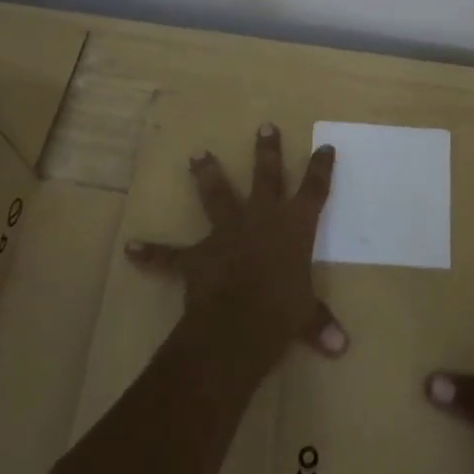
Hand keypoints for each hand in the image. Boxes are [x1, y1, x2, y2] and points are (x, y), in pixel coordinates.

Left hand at [125, 124, 347, 374]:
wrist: (237, 324)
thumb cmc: (283, 312)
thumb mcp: (307, 316)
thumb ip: (320, 324)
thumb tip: (341, 347)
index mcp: (295, 226)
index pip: (314, 190)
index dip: (320, 168)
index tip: (324, 147)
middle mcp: (262, 218)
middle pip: (267, 176)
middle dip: (267, 151)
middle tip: (264, 126)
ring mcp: (227, 232)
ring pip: (217, 196)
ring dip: (207, 175)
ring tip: (197, 155)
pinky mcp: (198, 256)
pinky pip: (171, 255)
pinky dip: (152, 253)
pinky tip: (132, 248)